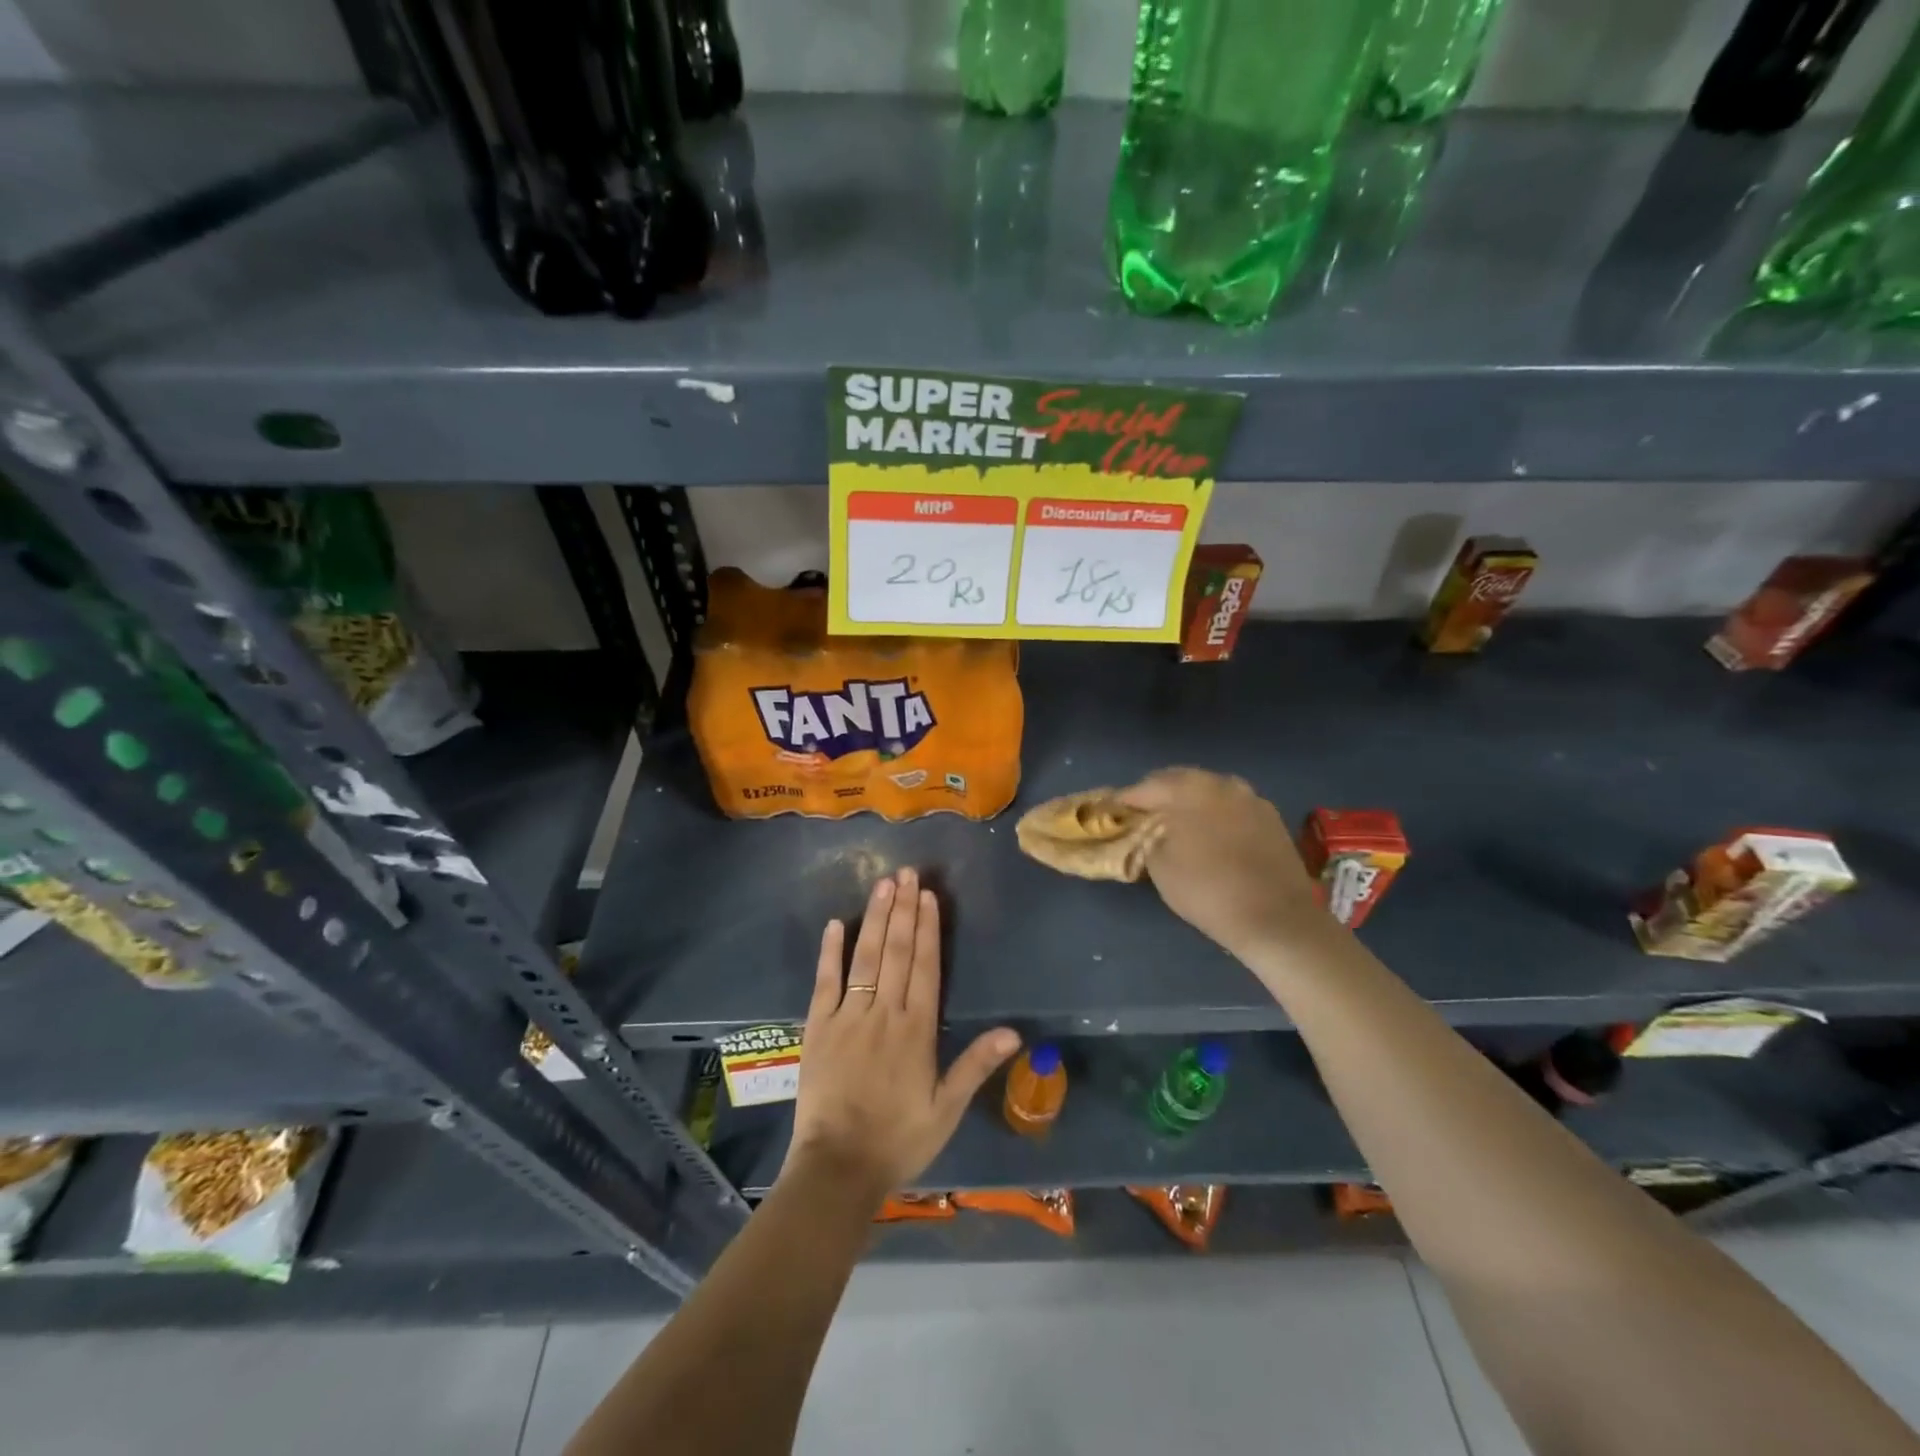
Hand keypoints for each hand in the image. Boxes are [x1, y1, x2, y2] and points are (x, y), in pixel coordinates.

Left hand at [783, 869, 1019, 1204]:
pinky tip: (836, 923)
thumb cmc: (899, 1139)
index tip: (928, 895)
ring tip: (883, 885)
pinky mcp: (818, 1027)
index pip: (925, 966)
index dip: (927, 928)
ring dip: (875, 919)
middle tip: (907, 873)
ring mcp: (847, 1017)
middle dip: (903, 909)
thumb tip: (1015, 1032)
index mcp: (916, 1030)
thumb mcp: (947, 1109)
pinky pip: (825, 982)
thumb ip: (976, 1065)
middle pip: (896, 951)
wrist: (838, 1168)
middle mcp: (883, 1013)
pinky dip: (830, 952)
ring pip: (864, 957)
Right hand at [1120, 768, 1326, 962]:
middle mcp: (1221, 782)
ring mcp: (1251, 798)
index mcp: (1189, 788)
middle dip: (1157, 797)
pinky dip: (1214, 815)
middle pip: (1178, 781)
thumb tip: (1148, 828)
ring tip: (1175, 826)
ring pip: (1208, 792)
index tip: (1110, 814)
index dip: (1124, 801)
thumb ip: (1147, 836)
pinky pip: (1231, 807)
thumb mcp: (1160, 866)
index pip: (1144, 787)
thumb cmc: (1207, 890)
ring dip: (1188, 804)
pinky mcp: (1271, 818)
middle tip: (1141, 818)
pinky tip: (1209, 836)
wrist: (1277, 919)